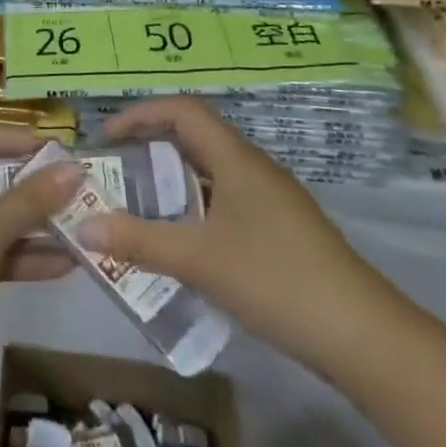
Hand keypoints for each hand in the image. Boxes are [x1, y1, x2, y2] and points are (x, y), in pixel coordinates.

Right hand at [79, 97, 400, 371]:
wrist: (363, 336)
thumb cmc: (275, 279)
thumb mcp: (198, 260)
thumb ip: (137, 241)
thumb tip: (83, 226)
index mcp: (236, 159)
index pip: (182, 110)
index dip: (141, 114)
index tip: (108, 138)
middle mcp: (254, 168)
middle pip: (195, 138)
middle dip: (151, 149)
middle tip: (116, 175)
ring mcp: (272, 199)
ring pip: (211, 172)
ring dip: (173, 182)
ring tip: (140, 209)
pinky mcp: (282, 229)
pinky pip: (226, 200)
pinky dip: (195, 209)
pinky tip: (184, 245)